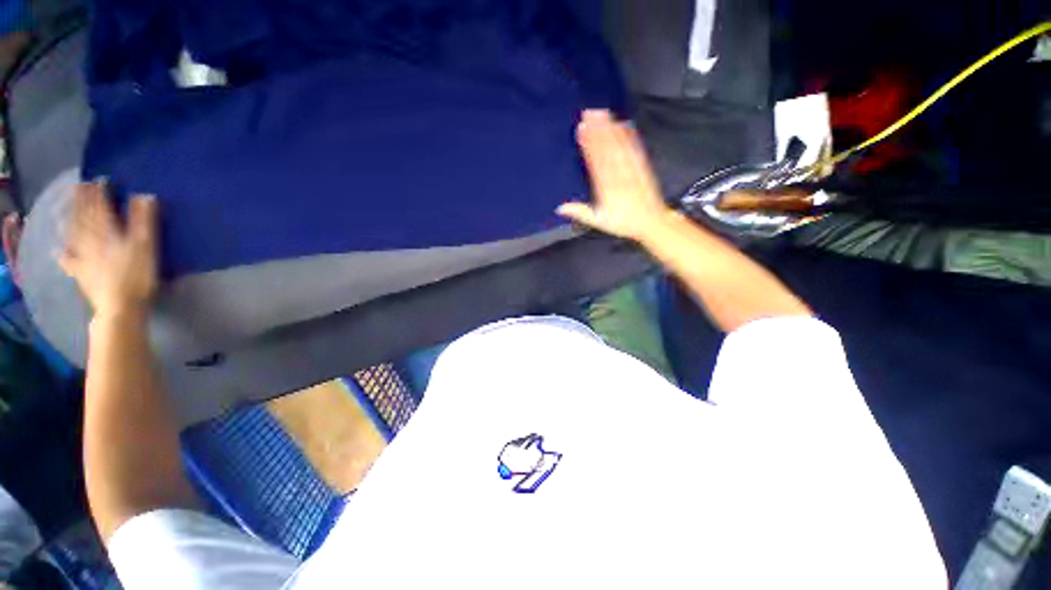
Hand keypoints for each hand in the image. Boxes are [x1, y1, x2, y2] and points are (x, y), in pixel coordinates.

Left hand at [58, 183, 159, 318]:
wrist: (120, 307)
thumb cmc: (137, 275)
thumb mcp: (146, 246)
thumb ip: (144, 221)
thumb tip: (145, 195)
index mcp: (107, 231)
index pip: (101, 206)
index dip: (100, 192)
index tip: (100, 179)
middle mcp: (90, 239)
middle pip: (84, 217)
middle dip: (82, 201)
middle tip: (80, 187)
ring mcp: (83, 257)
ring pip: (74, 233)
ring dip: (72, 219)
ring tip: (70, 209)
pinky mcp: (81, 273)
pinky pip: (69, 260)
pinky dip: (64, 254)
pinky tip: (60, 251)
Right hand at [557, 110, 671, 241]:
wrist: (650, 222)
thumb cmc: (623, 222)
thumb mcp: (598, 221)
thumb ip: (580, 212)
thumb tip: (560, 208)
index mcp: (607, 188)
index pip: (595, 162)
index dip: (588, 144)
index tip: (581, 129)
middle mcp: (619, 175)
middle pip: (607, 150)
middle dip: (597, 130)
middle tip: (589, 113)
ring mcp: (632, 169)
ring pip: (620, 146)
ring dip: (611, 129)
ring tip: (602, 113)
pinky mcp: (643, 167)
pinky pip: (635, 149)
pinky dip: (630, 136)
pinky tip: (625, 124)